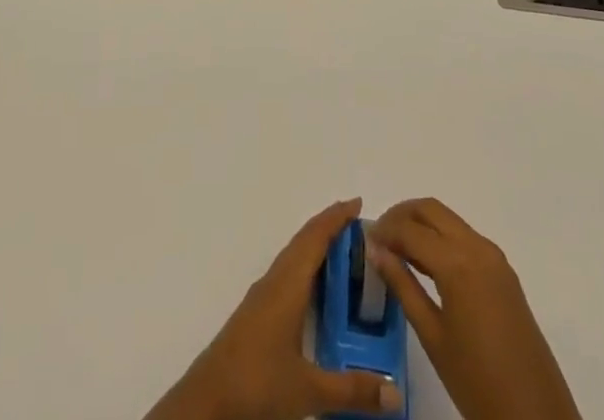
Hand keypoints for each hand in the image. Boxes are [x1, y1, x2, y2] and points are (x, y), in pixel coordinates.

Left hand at [144, 198, 404, 419]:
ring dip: (316, 247)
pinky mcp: (257, 313)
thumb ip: (352, 389)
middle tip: (359, 225)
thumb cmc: (257, 382)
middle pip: (303, 242)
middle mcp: (274, 281)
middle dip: (329, 228)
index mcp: (287, 285)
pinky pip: (287, 274)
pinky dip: (306, 267)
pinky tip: (316, 288)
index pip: (314, 238)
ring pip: (293, 257)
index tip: (358, 203)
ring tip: (344, 251)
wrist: (207, 400)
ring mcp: (263, 296)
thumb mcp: (308, 389)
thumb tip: (396, 393)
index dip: (336, 218)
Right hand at [368, 199, 580, 419]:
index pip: (410, 230)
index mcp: (457, 263)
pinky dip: (441, 238)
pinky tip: (426, 264)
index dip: (384, 231)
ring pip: (449, 220)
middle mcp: (477, 247)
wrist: (537, 418)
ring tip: (398, 250)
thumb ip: (403, 286)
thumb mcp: (432, 336)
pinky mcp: (504, 272)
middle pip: (431, 210)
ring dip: (422, 224)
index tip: (365, 241)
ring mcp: (494, 258)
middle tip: (380, 238)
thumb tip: (376, 251)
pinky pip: (465, 238)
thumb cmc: (477, 383)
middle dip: (401, 215)